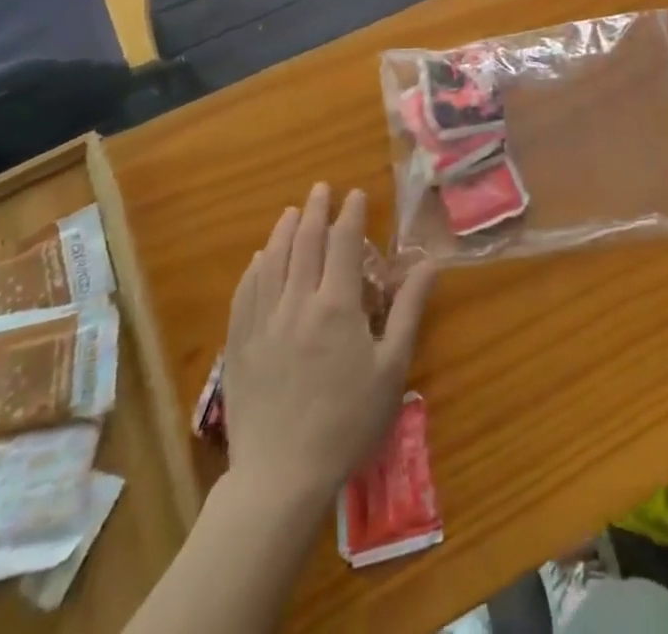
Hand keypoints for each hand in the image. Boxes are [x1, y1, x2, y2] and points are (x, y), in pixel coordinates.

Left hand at [221, 184, 435, 509]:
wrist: (280, 478)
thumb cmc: (347, 423)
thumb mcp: (391, 368)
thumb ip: (408, 311)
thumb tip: (428, 264)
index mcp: (337, 305)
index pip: (344, 243)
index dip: (351, 214)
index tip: (356, 194)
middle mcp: (297, 302)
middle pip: (305, 243)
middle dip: (315, 210)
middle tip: (321, 188)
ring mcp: (263, 322)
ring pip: (272, 261)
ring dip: (283, 230)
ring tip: (291, 212)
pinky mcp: (240, 345)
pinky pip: (246, 293)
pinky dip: (255, 268)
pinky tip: (259, 259)